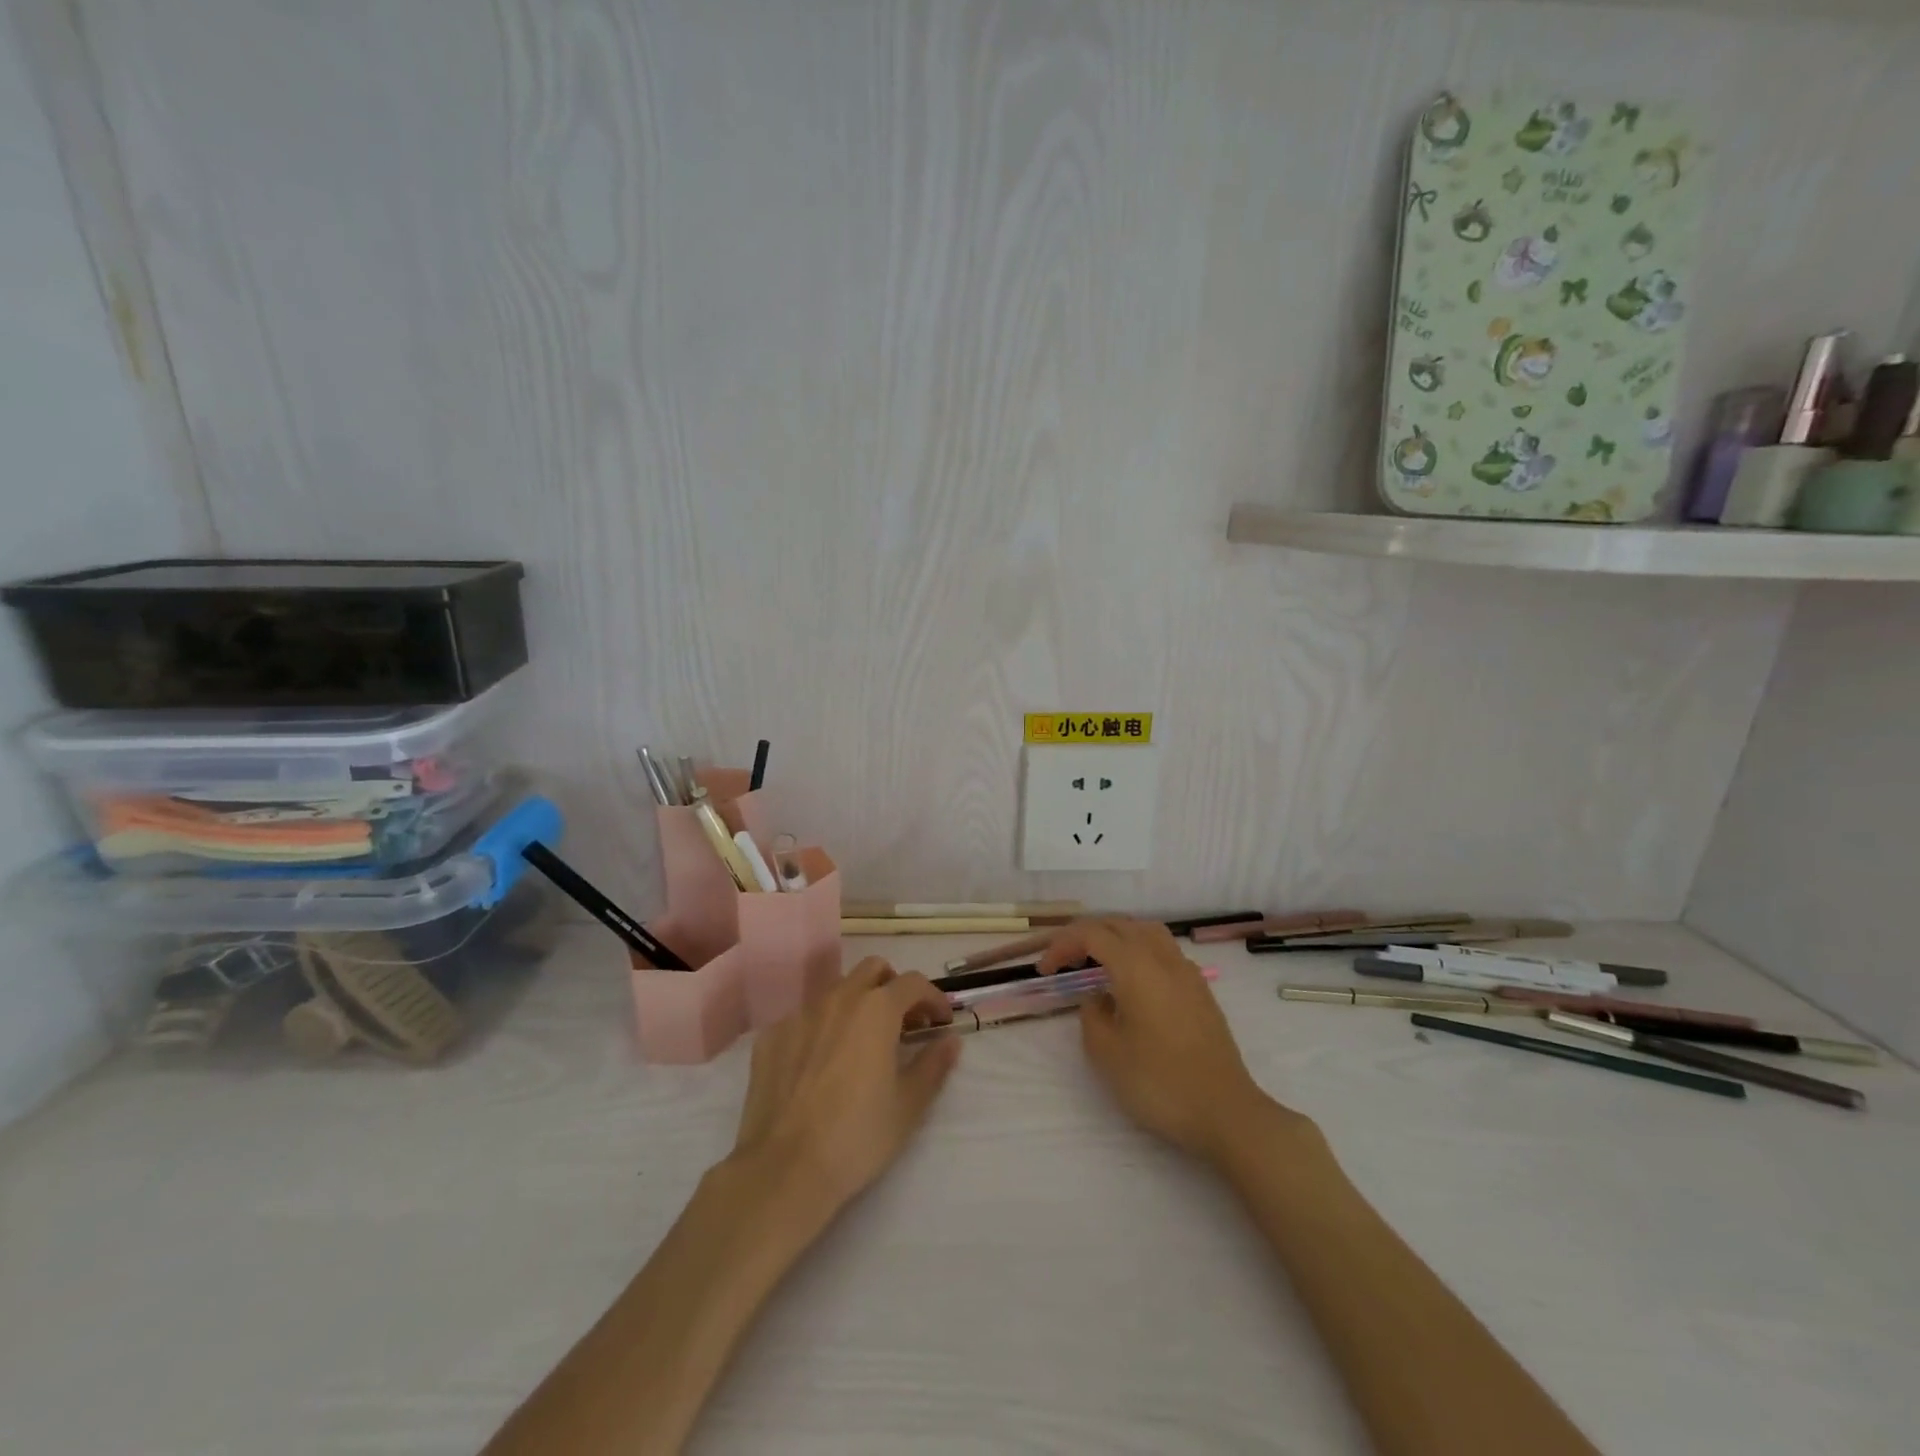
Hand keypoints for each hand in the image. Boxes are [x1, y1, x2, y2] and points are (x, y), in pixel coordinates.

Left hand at [728, 958, 959, 1220]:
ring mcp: (800, 1013)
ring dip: (857, 1003)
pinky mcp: (772, 1035)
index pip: (914, 983)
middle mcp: (838, 998)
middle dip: (893, 987)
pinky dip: (822, 1027)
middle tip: (903, 1023)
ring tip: (862, 1041)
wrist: (784, 1169)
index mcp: (876, 1009)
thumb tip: (950, 1040)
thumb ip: (933, 1065)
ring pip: (837, 990)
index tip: (940, 1022)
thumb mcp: (908, 1105)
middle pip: (873, 970)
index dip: (933, 998)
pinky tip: (821, 1062)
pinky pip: (805, 1017)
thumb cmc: (856, 1136)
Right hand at [1040, 918, 1310, 1164]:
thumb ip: (1091, 1014)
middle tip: (1064, 961)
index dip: (1063, 944)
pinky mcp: (1201, 990)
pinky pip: (1164, 951)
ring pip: (1146, 932)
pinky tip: (1133, 982)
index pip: (1092, 934)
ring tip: (1097, 962)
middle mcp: (1163, 958)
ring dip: (1116, 937)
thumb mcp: (1107, 1053)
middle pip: (1119, 925)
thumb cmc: (1159, 1083)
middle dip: (1086, 936)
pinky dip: (1139, 952)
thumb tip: (1096, 996)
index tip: (1045, 970)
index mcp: (1136, 966)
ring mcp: (1187, 972)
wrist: (1225, 1112)